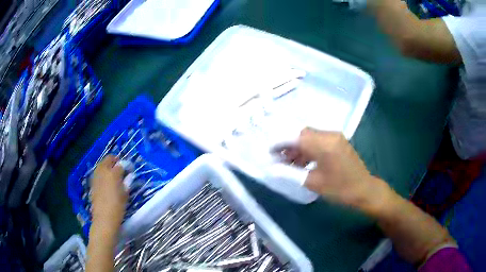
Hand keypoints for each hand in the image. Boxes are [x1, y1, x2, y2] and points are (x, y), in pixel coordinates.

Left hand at [91, 155, 127, 227]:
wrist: (104, 218)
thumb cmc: (117, 207)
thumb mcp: (125, 195)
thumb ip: (126, 183)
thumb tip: (127, 176)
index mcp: (113, 173)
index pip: (120, 164)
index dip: (126, 166)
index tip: (129, 170)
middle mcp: (103, 171)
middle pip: (108, 159)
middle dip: (114, 161)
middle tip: (120, 168)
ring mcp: (96, 176)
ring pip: (101, 164)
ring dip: (107, 165)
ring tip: (112, 173)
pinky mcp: (92, 182)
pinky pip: (98, 172)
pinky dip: (102, 173)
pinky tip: (105, 181)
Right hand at [276, 128, 391, 210]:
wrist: (365, 190)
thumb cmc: (340, 189)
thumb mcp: (313, 182)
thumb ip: (290, 172)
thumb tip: (271, 168)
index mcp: (323, 143)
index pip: (295, 136)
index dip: (278, 142)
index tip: (267, 152)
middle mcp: (329, 135)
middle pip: (301, 134)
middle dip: (286, 145)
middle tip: (275, 158)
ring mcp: (334, 137)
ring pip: (309, 137)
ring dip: (297, 148)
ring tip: (286, 163)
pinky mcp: (337, 142)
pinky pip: (318, 141)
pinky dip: (307, 150)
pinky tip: (301, 163)